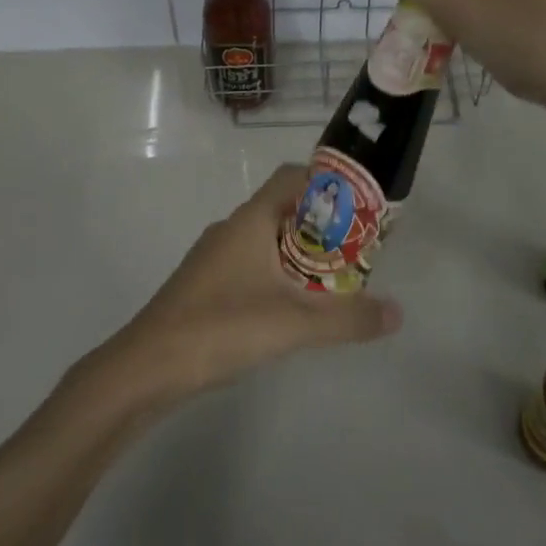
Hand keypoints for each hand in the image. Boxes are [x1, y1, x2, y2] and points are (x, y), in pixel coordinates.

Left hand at [94, 165, 401, 405]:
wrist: (147, 367)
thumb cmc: (220, 328)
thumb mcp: (294, 324)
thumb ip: (348, 318)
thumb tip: (398, 313)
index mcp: (251, 220)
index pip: (293, 177)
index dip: (328, 183)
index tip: (361, 204)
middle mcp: (232, 229)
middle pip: (285, 209)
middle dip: (323, 225)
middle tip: (359, 248)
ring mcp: (215, 258)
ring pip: (268, 240)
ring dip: (302, 252)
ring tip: (336, 279)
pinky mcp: (207, 285)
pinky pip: (253, 265)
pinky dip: (280, 275)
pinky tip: (294, 307)